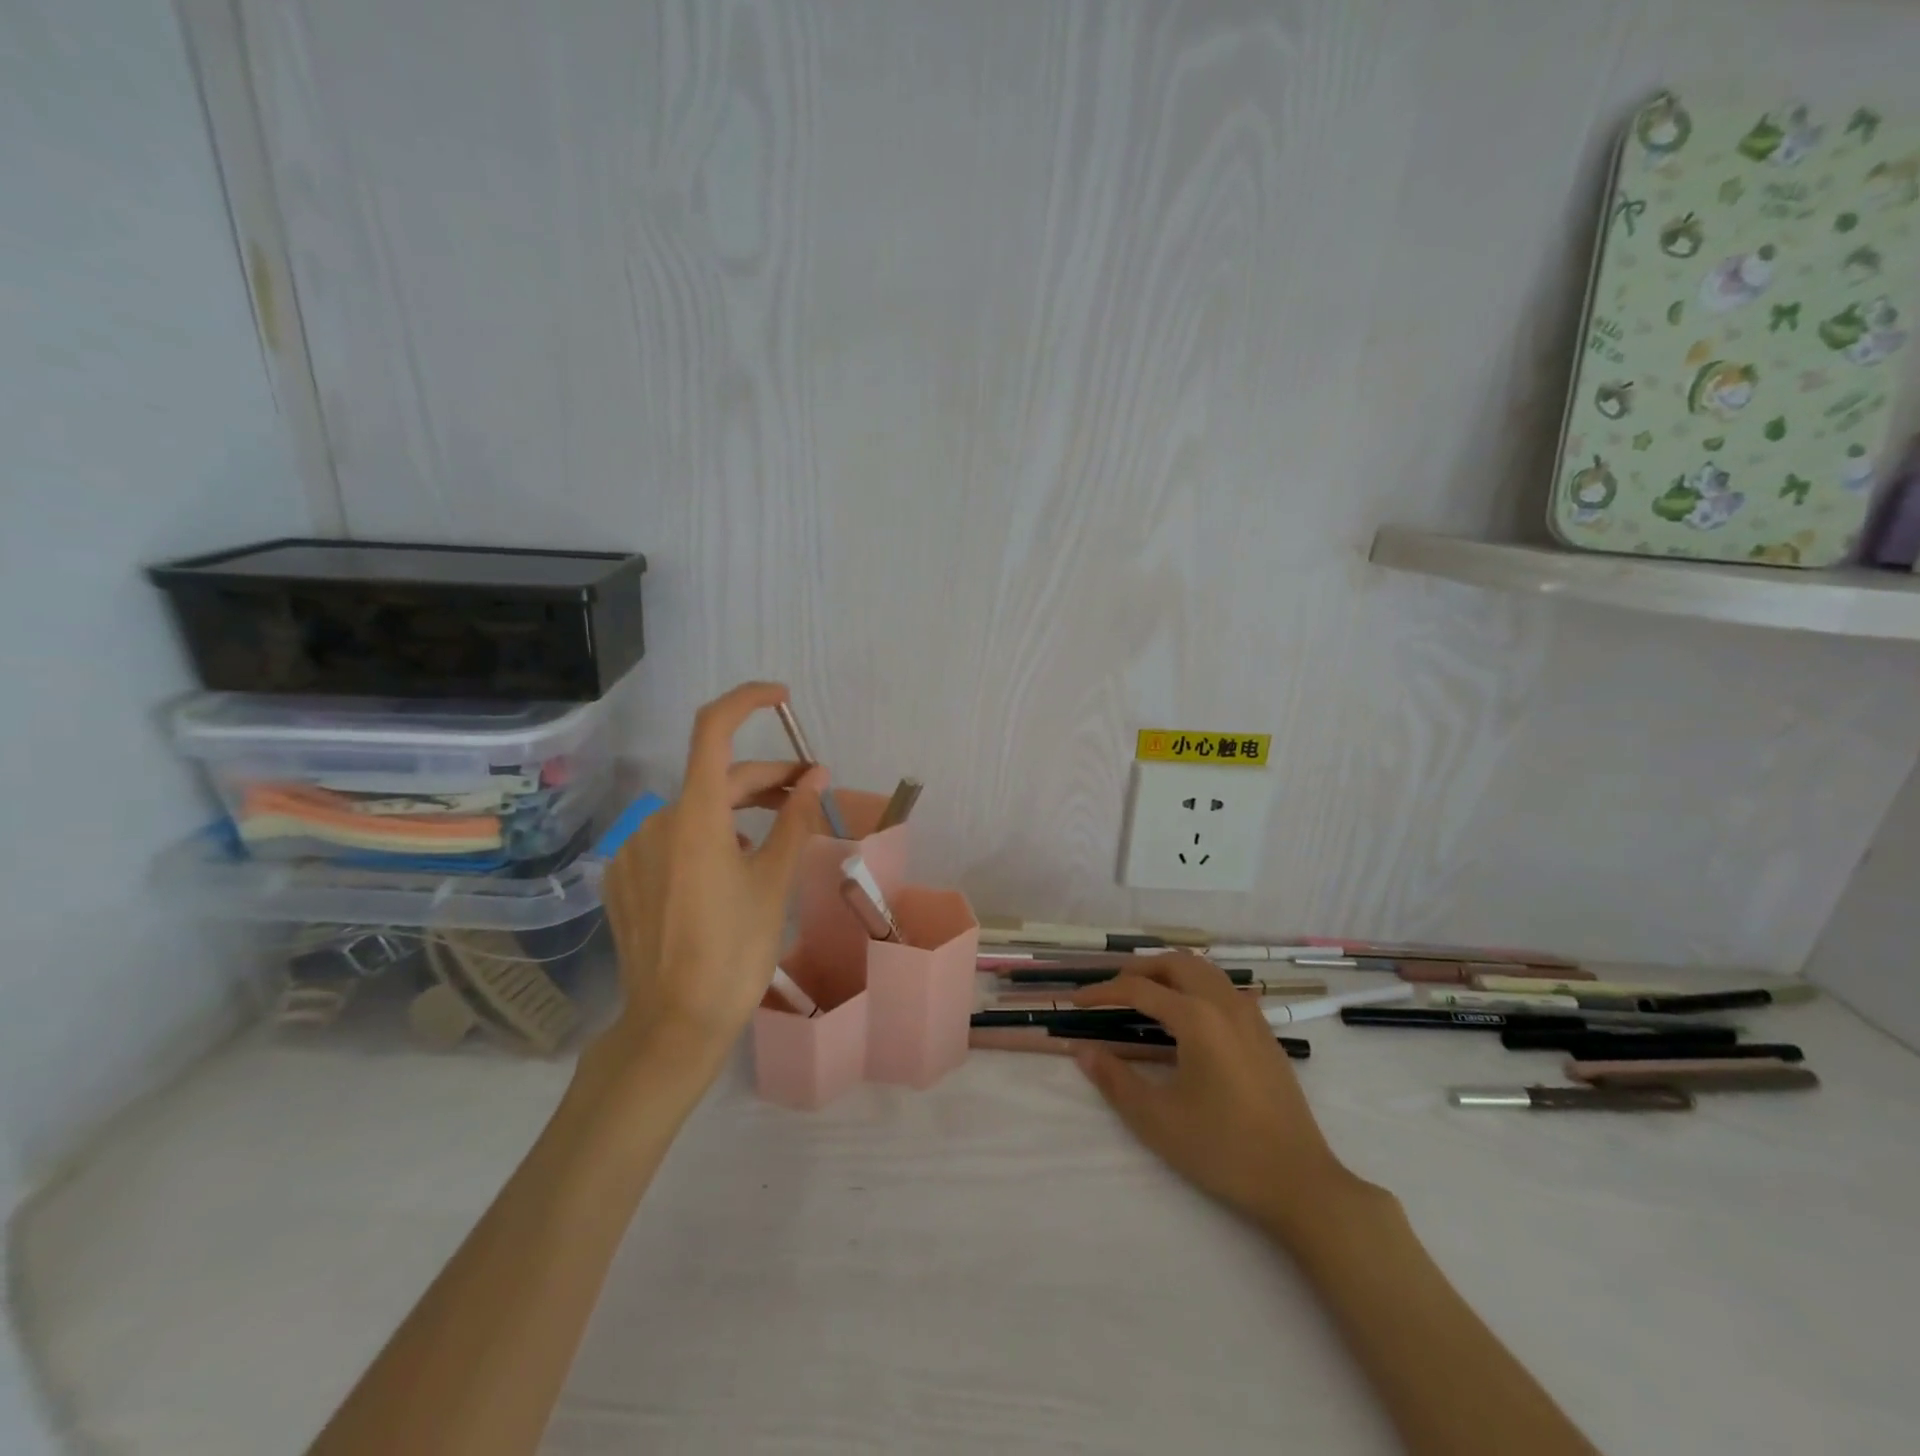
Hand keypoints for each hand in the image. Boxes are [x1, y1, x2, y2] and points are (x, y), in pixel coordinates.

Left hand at [595, 682, 825, 1066]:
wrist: (674, 1023)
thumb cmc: (735, 951)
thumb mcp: (774, 882)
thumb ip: (795, 820)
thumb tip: (817, 777)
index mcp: (695, 816)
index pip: (714, 730)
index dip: (747, 701)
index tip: (782, 699)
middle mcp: (656, 820)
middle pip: (717, 778)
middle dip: (767, 779)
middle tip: (810, 792)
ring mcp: (634, 850)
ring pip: (698, 810)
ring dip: (740, 810)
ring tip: (778, 834)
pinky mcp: (624, 877)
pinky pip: (674, 839)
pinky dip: (709, 837)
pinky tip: (732, 868)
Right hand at [1070, 954, 1366, 1243]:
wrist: (1300, 1182)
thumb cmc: (1224, 1150)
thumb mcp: (1158, 1121)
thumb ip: (1116, 1080)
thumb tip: (1084, 1051)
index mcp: (1197, 1018)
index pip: (1138, 990)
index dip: (1102, 992)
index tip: (1076, 1002)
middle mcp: (1224, 1004)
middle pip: (1174, 963)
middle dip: (1137, 970)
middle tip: (1110, 990)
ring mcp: (1250, 1016)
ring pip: (1203, 970)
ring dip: (1168, 972)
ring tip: (1143, 994)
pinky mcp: (1265, 1033)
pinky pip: (1223, 987)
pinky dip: (1195, 984)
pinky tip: (1187, 1015)